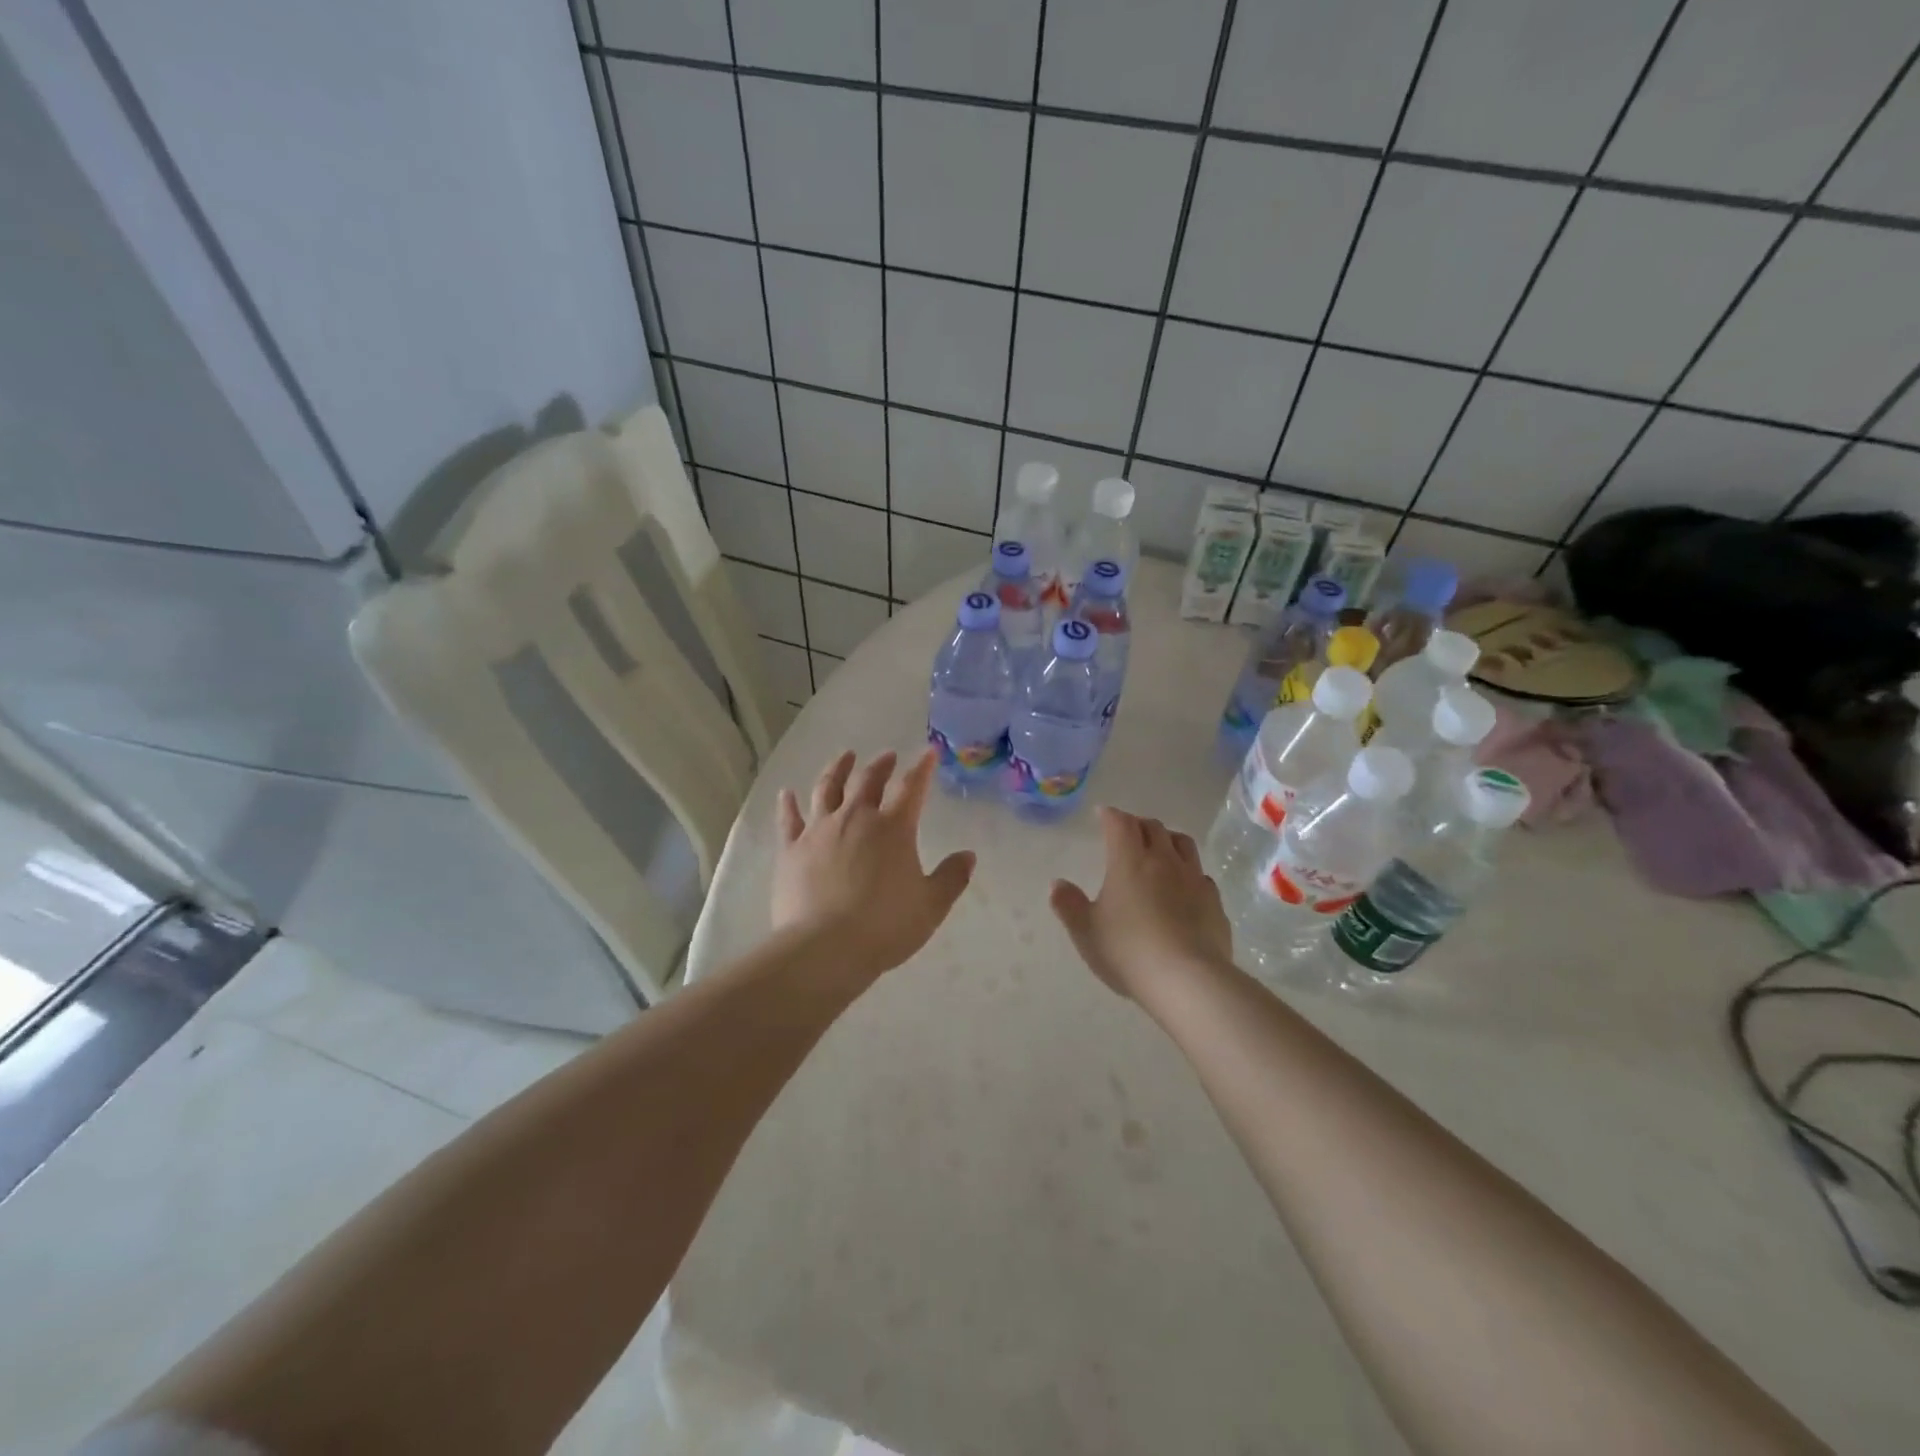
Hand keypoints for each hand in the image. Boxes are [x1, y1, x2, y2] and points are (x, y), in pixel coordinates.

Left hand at [772, 749, 974, 980]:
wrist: (824, 948)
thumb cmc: (885, 926)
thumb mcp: (931, 906)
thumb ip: (952, 878)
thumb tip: (968, 856)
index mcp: (893, 828)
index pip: (912, 787)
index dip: (922, 768)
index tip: (928, 753)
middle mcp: (855, 818)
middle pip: (868, 780)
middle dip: (881, 765)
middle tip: (887, 756)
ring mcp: (819, 830)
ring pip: (827, 788)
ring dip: (838, 769)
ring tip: (845, 757)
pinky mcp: (791, 849)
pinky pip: (789, 819)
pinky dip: (788, 804)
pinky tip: (786, 793)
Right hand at [1050, 807, 1233, 1000]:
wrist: (1188, 981)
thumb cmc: (1128, 951)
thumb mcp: (1086, 932)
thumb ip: (1069, 905)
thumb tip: (1057, 884)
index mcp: (1129, 861)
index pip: (1120, 823)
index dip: (1110, 815)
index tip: (1103, 815)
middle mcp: (1164, 861)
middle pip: (1154, 827)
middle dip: (1138, 824)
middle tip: (1128, 833)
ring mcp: (1194, 879)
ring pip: (1183, 844)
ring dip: (1168, 840)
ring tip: (1160, 850)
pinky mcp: (1215, 902)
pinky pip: (1201, 875)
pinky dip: (1189, 872)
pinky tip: (1184, 888)